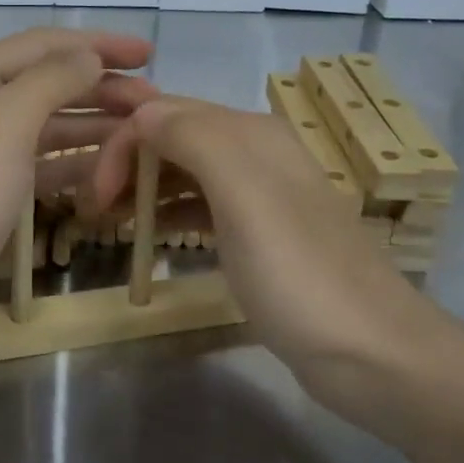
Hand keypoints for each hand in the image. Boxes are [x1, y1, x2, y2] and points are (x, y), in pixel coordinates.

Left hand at [0, 28, 156, 354]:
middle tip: (153, 105)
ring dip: (90, 128)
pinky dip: (69, 167)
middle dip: (99, 89)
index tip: (149, 55)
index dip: (97, 45)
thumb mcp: (4, 124)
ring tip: (139, 137)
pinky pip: (34, 170)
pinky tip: (103, 173)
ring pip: (42, 129)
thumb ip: (51, 80)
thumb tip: (88, 56)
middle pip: (44, 85)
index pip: (42, 45)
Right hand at [89, 94, 452, 421]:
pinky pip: (202, 206)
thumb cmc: (297, 274)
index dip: (123, 145)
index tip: (96, 196)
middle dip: (128, 163)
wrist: (369, 351)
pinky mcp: (260, 235)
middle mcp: (256, 153)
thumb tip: (141, 111)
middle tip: (94, 208)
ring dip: (143, 187)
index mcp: (251, 134)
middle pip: (174, 138)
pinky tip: (150, 234)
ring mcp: (260, 196)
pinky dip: (170, 213)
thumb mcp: (244, 196)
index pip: (165, 113)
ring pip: (185, 172)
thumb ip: (194, 139)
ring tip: (108, 220)